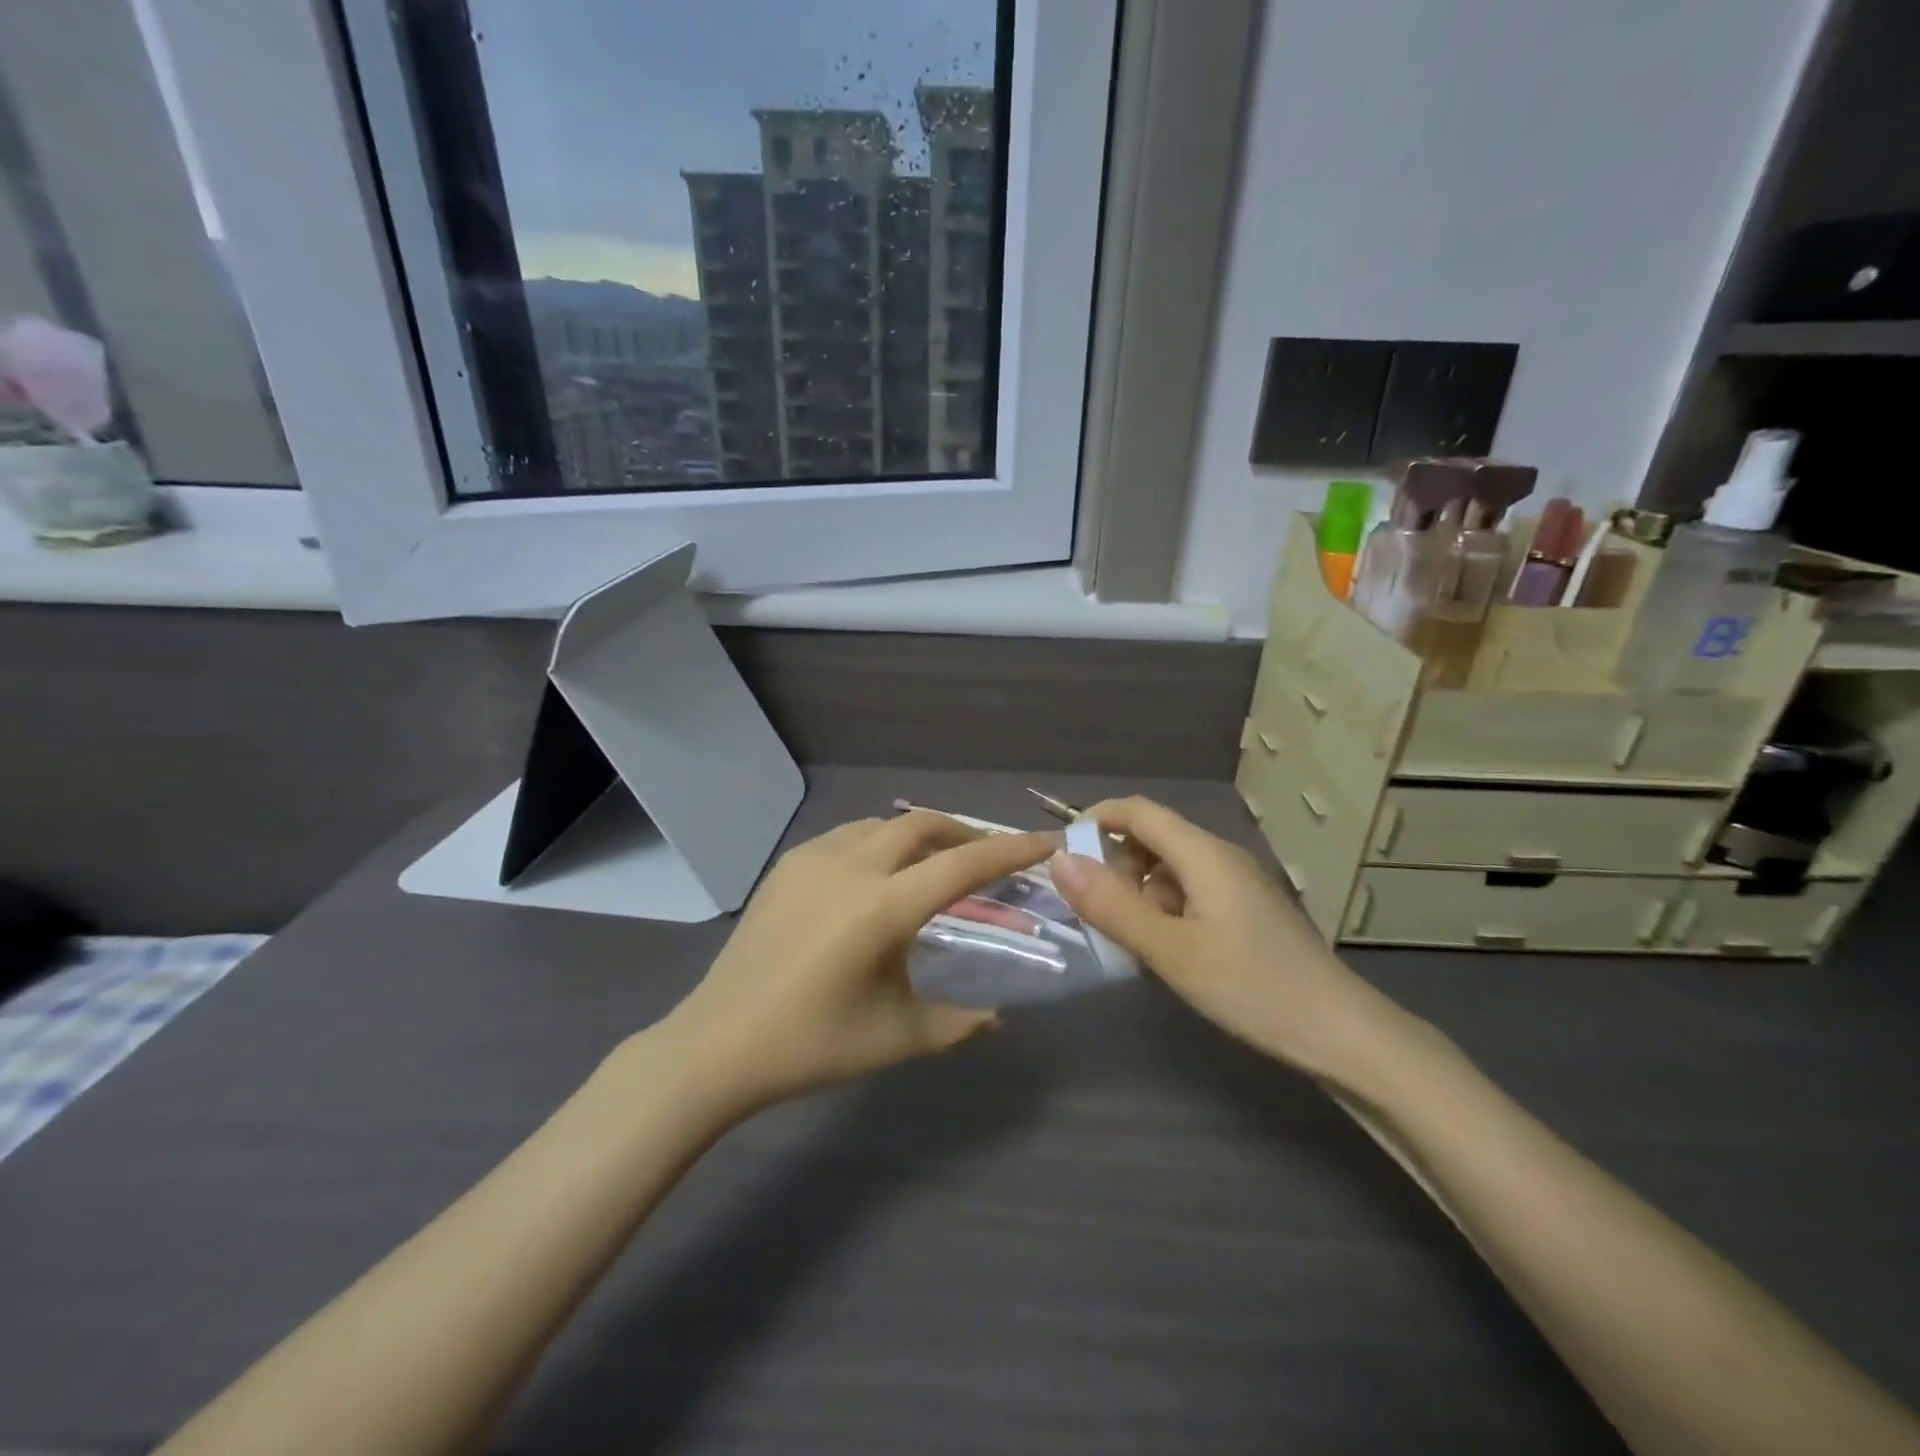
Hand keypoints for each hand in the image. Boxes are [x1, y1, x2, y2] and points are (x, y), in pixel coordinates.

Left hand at [664, 812, 1054, 1112]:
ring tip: (933, 864)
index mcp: (885, 908)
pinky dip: (879, 843)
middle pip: (923, 824)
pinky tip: (877, 875)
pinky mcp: (788, 864)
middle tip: (986, 856)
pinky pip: (849, 836)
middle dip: (964, 832)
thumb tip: (997, 1017)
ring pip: (884, 825)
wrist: (719, 1043)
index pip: (964, 864)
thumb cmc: (813, 1044)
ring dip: (918, 835)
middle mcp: (852, 867)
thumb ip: (959, 1023)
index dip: (1011, 850)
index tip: (1045, 842)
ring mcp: (814, 859)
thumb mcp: (898, 1037)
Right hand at [1047, 797, 1399, 1077]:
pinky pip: (1189, 895)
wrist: (1342, 1034)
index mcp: (1203, 854)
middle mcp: (1219, 858)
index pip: (1138, 811)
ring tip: (1131, 944)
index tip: (1062, 856)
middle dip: (1115, 867)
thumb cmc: (1252, 987)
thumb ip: (1113, 906)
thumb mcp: (1171, 951)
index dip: (1096, 820)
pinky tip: (1165, 954)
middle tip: (1099, 915)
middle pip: (1152, 839)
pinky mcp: (1244, 912)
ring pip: (1169, 870)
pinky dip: (1163, 913)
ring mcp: (1235, 885)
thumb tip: (1058, 860)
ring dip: (1139, 895)